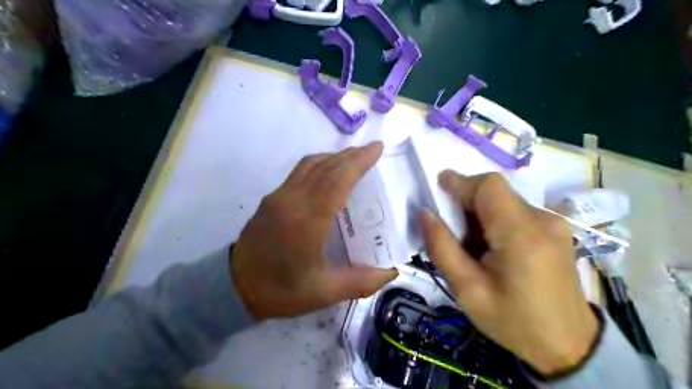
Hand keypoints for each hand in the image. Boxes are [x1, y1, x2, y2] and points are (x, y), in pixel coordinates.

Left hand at [231, 142, 396, 321]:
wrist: (233, 288)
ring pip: (310, 165)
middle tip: (372, 150)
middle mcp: (292, 200)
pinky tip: (329, 172)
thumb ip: (361, 282)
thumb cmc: (280, 291)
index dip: (359, 162)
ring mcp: (278, 196)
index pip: (337, 180)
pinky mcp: (271, 198)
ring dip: (334, 157)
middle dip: (351, 155)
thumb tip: (391, 273)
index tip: (377, 148)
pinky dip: (319, 164)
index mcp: (307, 221)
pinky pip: (299, 171)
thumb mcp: (323, 292)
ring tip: (354, 158)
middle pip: (326, 167)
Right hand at [416, 170, 600, 375]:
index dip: (460, 182)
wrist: (568, 344)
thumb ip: (443, 248)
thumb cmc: (514, 321)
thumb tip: (424, 213)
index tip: (437, 187)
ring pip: (503, 200)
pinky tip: (491, 248)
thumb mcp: (468, 290)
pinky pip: (515, 211)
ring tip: (471, 246)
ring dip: (479, 213)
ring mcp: (553, 223)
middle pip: (495, 191)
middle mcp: (542, 220)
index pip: (489, 187)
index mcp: (521, 236)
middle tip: (451, 230)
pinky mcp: (554, 229)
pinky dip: (494, 220)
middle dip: (466, 202)